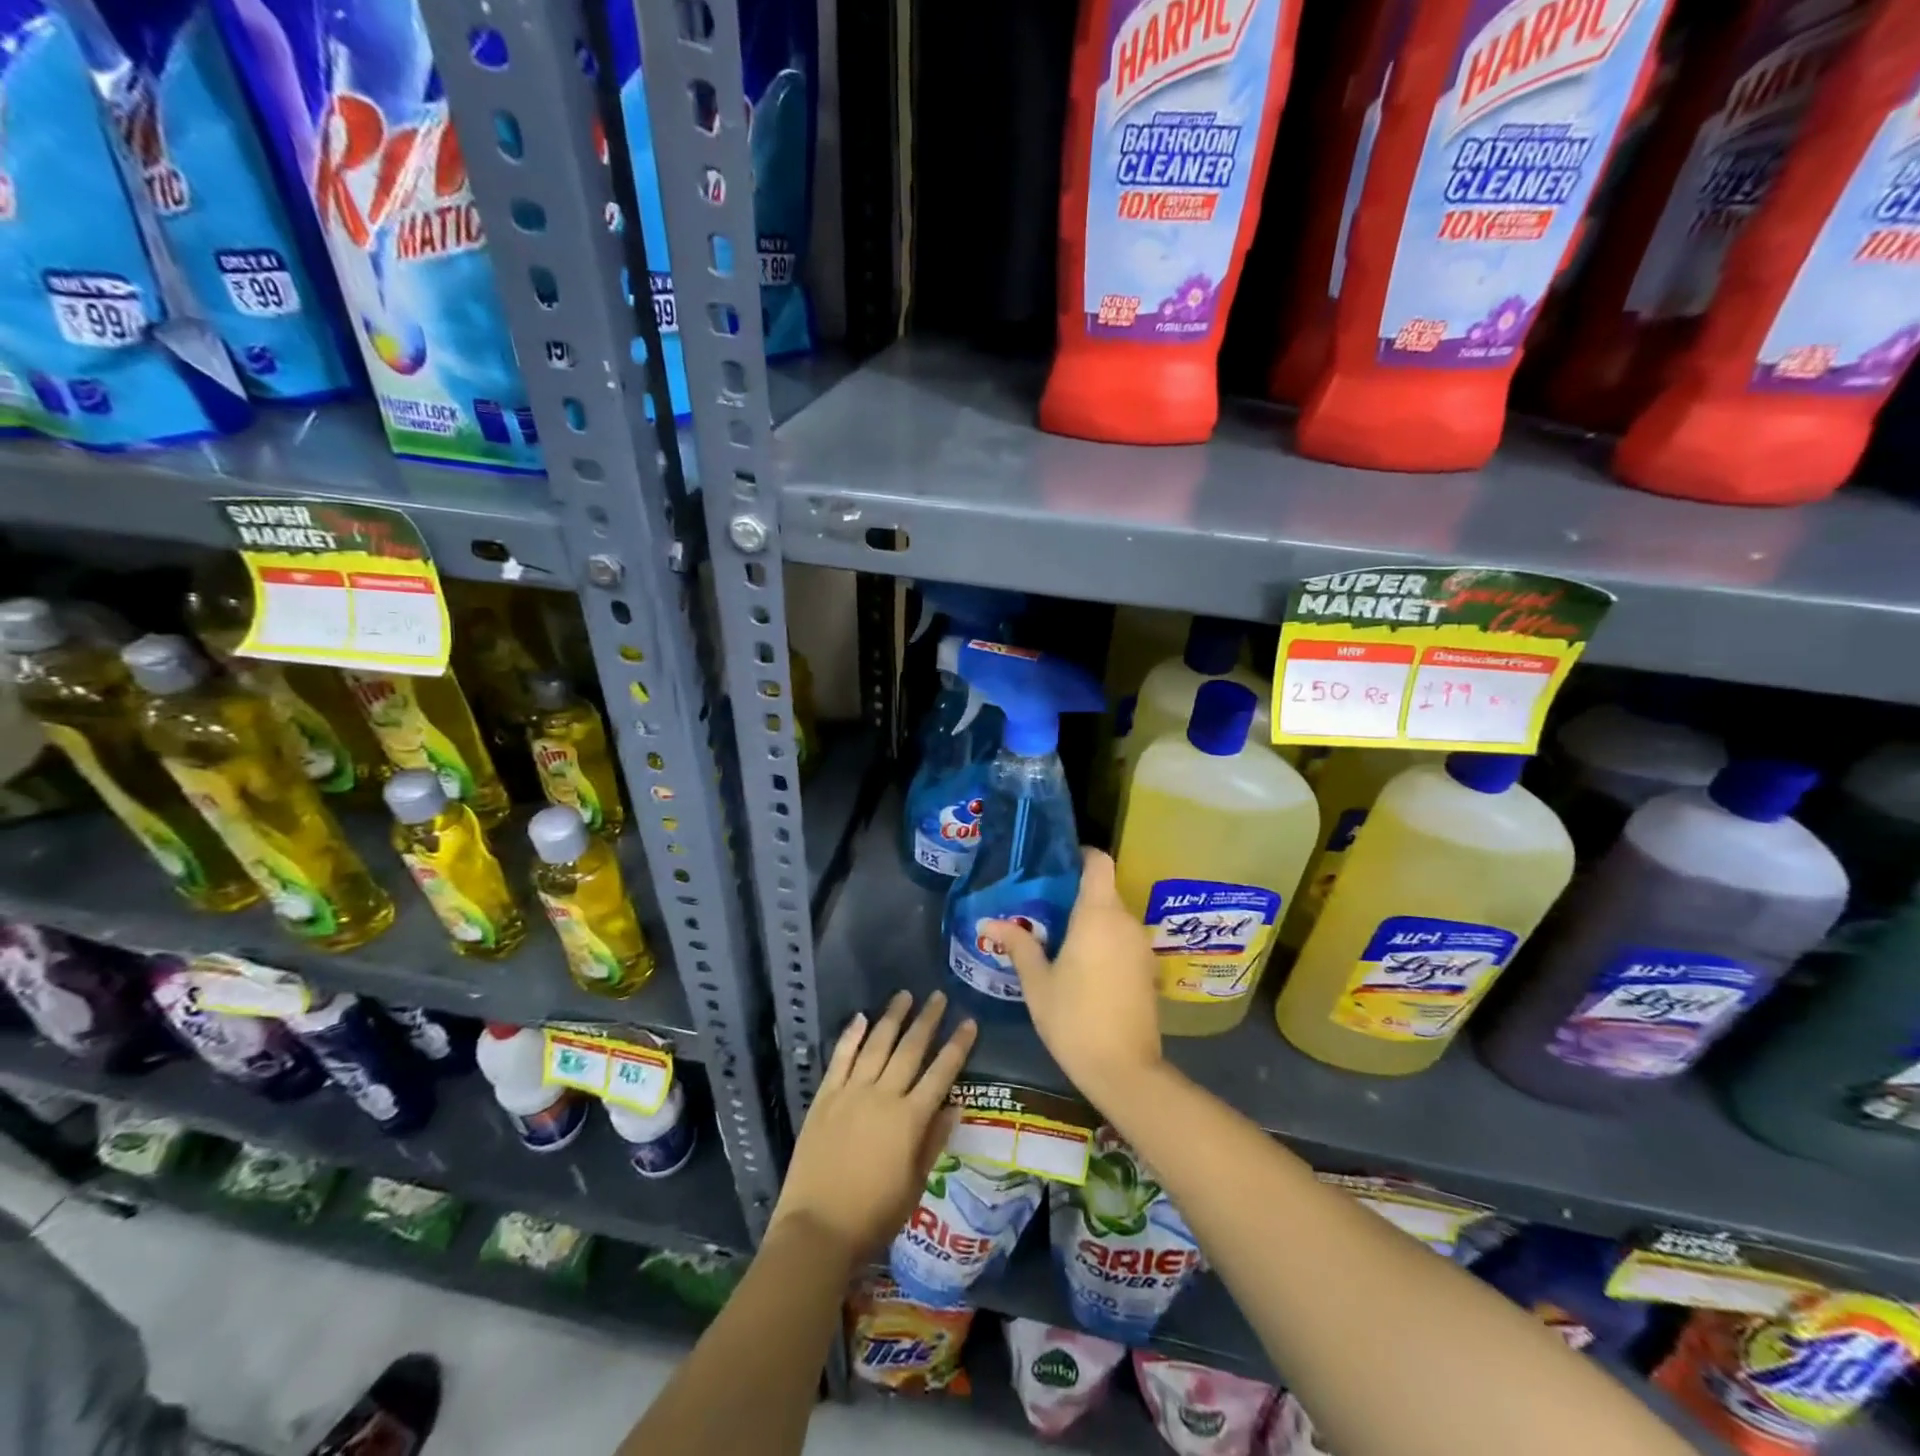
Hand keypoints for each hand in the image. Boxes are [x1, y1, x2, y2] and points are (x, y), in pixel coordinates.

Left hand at [769, 991, 976, 1269]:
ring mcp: (851, 1093)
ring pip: (877, 1045)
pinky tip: (861, 1018)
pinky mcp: (825, 1097)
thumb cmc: (873, 1216)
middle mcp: (883, 1096)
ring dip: (892, 1018)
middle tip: (939, 996)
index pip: (941, 1073)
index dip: (957, 1046)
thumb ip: (934, 1141)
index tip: (969, 1021)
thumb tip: (956, 1104)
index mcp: (910, 1119)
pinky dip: (851, 1036)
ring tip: (905, 995)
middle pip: (910, 1049)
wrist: (817, 1229)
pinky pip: (841, 1058)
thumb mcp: (914, 1185)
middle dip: (927, 1021)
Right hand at [988, 848, 1162, 1105]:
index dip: (1081, 855)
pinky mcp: (1147, 969)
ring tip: (1058, 936)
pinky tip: (1082, 964)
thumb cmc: (1074, 1018)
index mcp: (1098, 915)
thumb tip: (989, 923)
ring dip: (1090, 921)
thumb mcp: (1038, 982)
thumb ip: (1018, 946)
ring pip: (1113, 918)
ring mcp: (1141, 946)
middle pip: (1104, 891)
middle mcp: (1125, 922)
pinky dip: (1104, 941)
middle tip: (1043, 907)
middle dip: (1076, 894)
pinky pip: (1122, 940)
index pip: (1099, 863)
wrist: (1124, 1069)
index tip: (1058, 863)